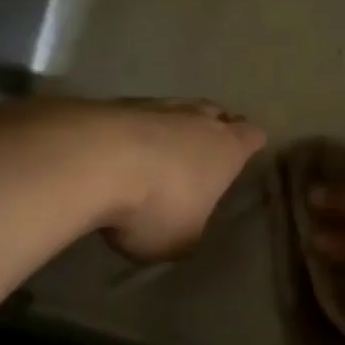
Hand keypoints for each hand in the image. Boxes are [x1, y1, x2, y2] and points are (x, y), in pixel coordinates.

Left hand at [99, 98, 266, 261]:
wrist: (92, 162)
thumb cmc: (155, 206)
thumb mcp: (181, 240)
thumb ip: (192, 231)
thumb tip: (187, 227)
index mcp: (227, 149)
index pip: (252, 136)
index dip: (250, 145)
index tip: (243, 156)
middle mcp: (198, 119)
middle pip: (216, 114)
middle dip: (213, 129)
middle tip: (202, 153)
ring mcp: (157, 106)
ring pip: (176, 109)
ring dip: (170, 128)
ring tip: (157, 151)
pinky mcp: (116, 104)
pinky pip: (135, 115)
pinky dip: (132, 130)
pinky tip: (118, 150)